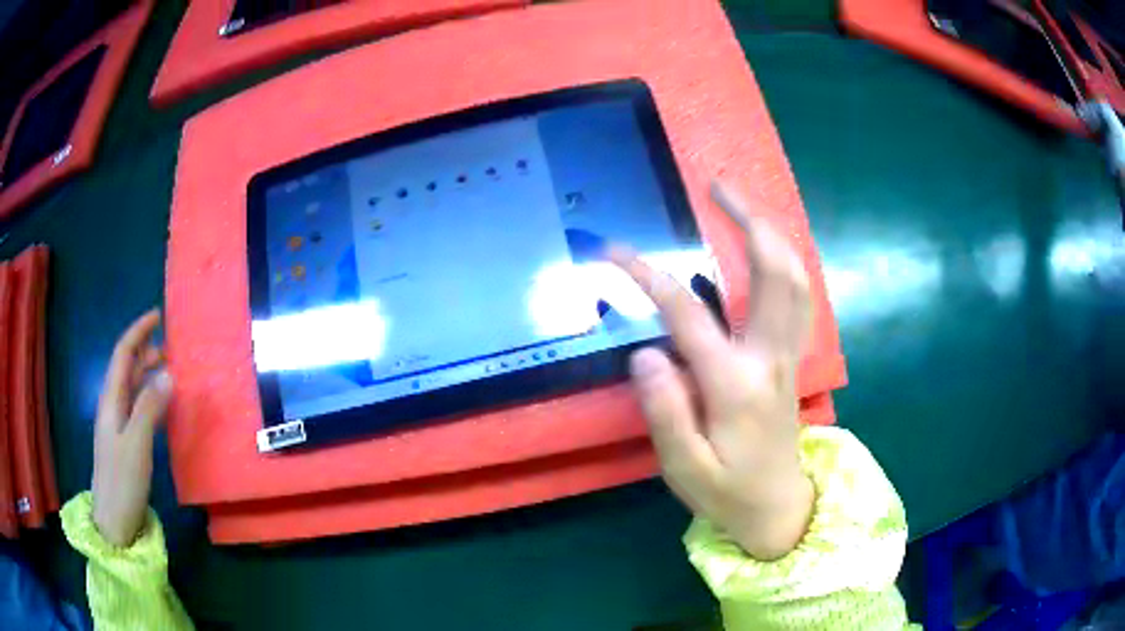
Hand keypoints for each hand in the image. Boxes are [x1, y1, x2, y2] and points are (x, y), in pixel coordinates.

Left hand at [92, 309, 171, 546]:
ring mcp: (117, 426)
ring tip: (169, 369)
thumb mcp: (137, 444)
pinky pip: (137, 408)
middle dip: (144, 350)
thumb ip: (150, 407)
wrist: (113, 521)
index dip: (138, 332)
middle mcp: (112, 406)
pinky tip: (162, 404)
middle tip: (171, 345)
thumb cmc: (122, 480)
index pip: (123, 354)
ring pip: (131, 388)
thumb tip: (168, 373)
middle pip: (126, 368)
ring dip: (147, 373)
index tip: (157, 316)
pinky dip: (150, 397)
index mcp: (111, 400)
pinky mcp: (124, 443)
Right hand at [611, 181, 813, 559]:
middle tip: (718, 186)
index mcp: (734, 384)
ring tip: (741, 204)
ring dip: (772, 233)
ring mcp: (787, 355)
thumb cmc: (726, 492)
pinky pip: (798, 297)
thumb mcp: (684, 468)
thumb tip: (647, 351)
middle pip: (773, 272)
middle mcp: (769, 358)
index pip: (687, 314)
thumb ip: (665, 411)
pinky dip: (785, 261)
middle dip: (748, 220)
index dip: (648, 275)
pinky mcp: (791, 359)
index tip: (615, 250)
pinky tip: (765, 248)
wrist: (778, 507)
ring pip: (795, 279)